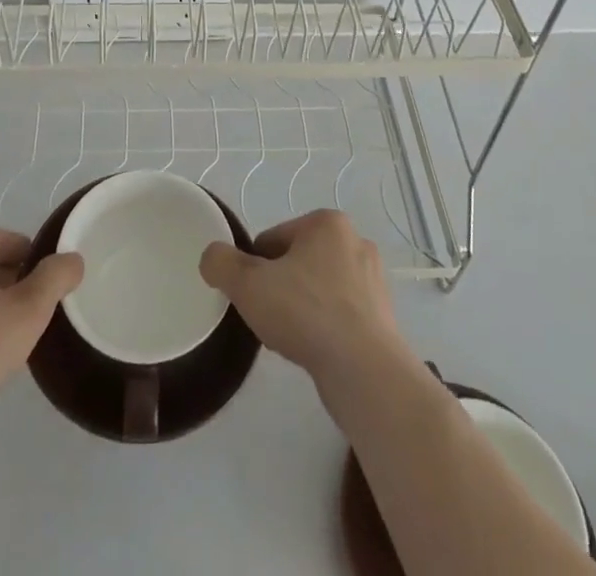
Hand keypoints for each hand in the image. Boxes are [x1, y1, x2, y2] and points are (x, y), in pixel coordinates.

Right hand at [199, 210, 404, 386]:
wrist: (365, 372)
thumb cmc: (306, 313)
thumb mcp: (248, 284)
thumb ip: (221, 263)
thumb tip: (212, 258)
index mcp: (327, 223)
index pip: (272, 239)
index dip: (254, 269)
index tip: (252, 297)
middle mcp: (355, 242)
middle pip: (297, 262)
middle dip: (280, 287)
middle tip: (269, 318)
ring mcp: (373, 281)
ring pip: (318, 289)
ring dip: (302, 309)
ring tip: (292, 339)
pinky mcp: (383, 317)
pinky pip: (340, 315)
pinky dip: (324, 328)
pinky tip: (315, 351)